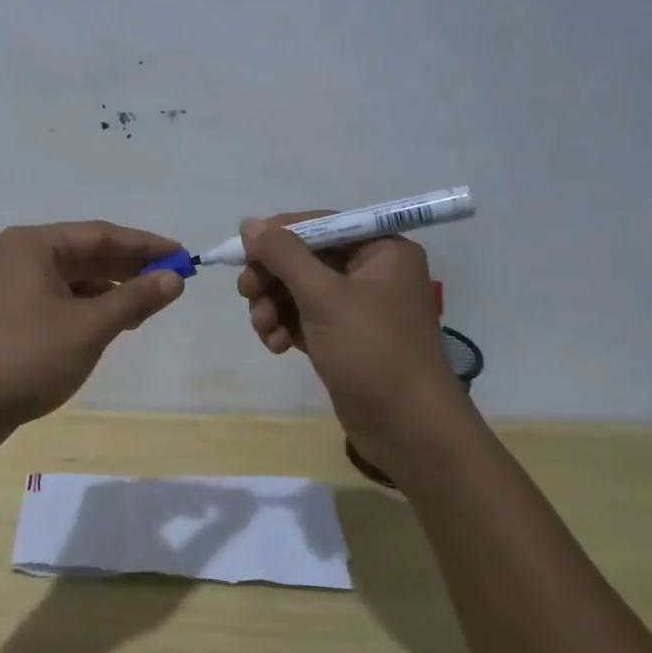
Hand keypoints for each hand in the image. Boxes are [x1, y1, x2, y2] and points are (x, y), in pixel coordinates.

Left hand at [0, 222, 186, 455]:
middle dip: (132, 267)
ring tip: (152, 305)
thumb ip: (134, 299)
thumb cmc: (25, 358)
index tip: (183, 257)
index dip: (146, 245)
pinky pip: (65, 299)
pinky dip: (94, 307)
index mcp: (35, 245)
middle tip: (174, 281)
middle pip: (89, 253)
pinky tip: (119, 322)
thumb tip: (174, 278)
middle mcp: (23, 257)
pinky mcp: (16, 315)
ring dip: (115, 289)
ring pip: (78, 278)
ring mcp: (17, 286)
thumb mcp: (88, 328)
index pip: (101, 235)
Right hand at [236, 212, 465, 473]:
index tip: (243, 251)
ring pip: (299, 290)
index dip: (279, 235)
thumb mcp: (323, 297)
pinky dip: (287, 326)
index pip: (320, 225)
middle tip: (248, 293)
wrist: (407, 429)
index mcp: (382, 250)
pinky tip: (278, 345)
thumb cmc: (371, 350)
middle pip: (305, 258)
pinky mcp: (345, 337)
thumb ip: (284, 255)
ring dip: (274, 305)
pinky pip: (305, 317)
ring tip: (265, 329)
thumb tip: (249, 223)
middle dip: (273, 277)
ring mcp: (358, 307)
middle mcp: (372, 272)